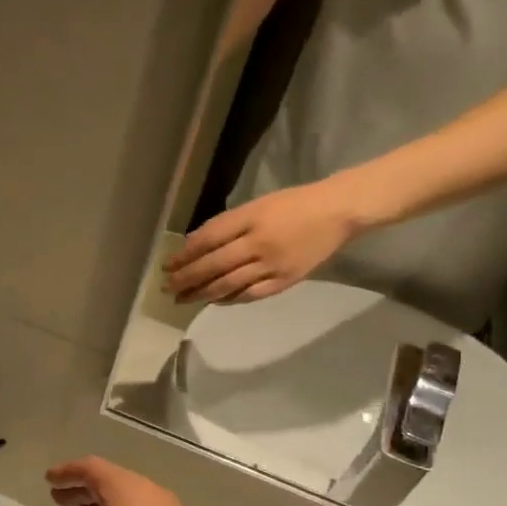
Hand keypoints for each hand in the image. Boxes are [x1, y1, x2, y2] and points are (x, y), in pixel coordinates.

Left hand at [163, 180, 357, 303]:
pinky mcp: (286, 281)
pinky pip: (251, 294)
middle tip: (167, 288)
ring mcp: (272, 265)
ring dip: (202, 293)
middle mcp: (258, 243)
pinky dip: (230, 299)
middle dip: (186, 279)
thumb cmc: (294, 204)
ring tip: (183, 299)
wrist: (339, 211)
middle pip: (213, 266)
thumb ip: (227, 226)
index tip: (166, 265)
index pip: (207, 240)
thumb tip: (194, 245)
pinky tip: (215, 301)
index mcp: (249, 219)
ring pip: (228, 284)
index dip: (184, 255)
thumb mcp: (257, 206)